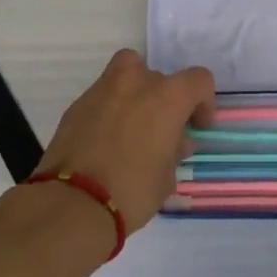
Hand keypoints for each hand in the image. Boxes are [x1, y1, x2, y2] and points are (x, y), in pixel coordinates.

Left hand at [35, 50, 214, 233]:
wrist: (73, 203)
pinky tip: (106, 140)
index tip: (196, 126)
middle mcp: (136, 82)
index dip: (203, 101)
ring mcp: (102, 89)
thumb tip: (172, 142)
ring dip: (134, 93)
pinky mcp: (77, 104)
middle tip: (161, 132)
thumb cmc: (132, 190)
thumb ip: (174, 150)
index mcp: (166, 96)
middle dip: (164, 101)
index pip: (198, 79)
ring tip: (132, 126)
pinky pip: (103, 96)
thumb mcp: (167, 177)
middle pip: (159, 77)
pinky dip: (110, 108)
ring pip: (126, 73)